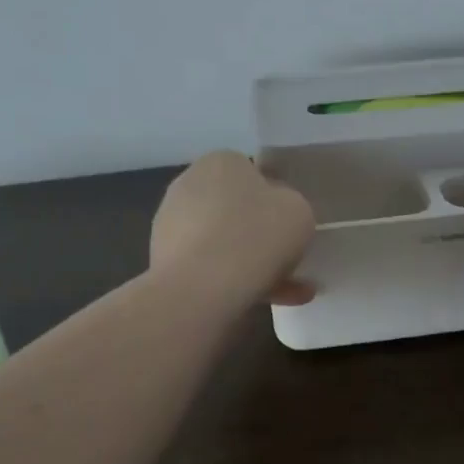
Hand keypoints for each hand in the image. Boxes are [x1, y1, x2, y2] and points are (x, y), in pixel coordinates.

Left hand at [151, 152, 316, 306]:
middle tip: (287, 259)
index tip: (288, 226)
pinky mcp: (164, 260)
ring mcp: (171, 224)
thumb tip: (277, 214)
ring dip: (252, 263)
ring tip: (287, 292)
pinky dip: (234, 281)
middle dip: (261, 235)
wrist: (201, 288)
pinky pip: (209, 267)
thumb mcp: (299, 211)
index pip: (253, 175)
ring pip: (224, 243)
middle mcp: (189, 184)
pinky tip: (265, 302)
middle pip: (236, 210)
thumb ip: (291, 206)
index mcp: (221, 162)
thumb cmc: (256, 235)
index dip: (275, 201)